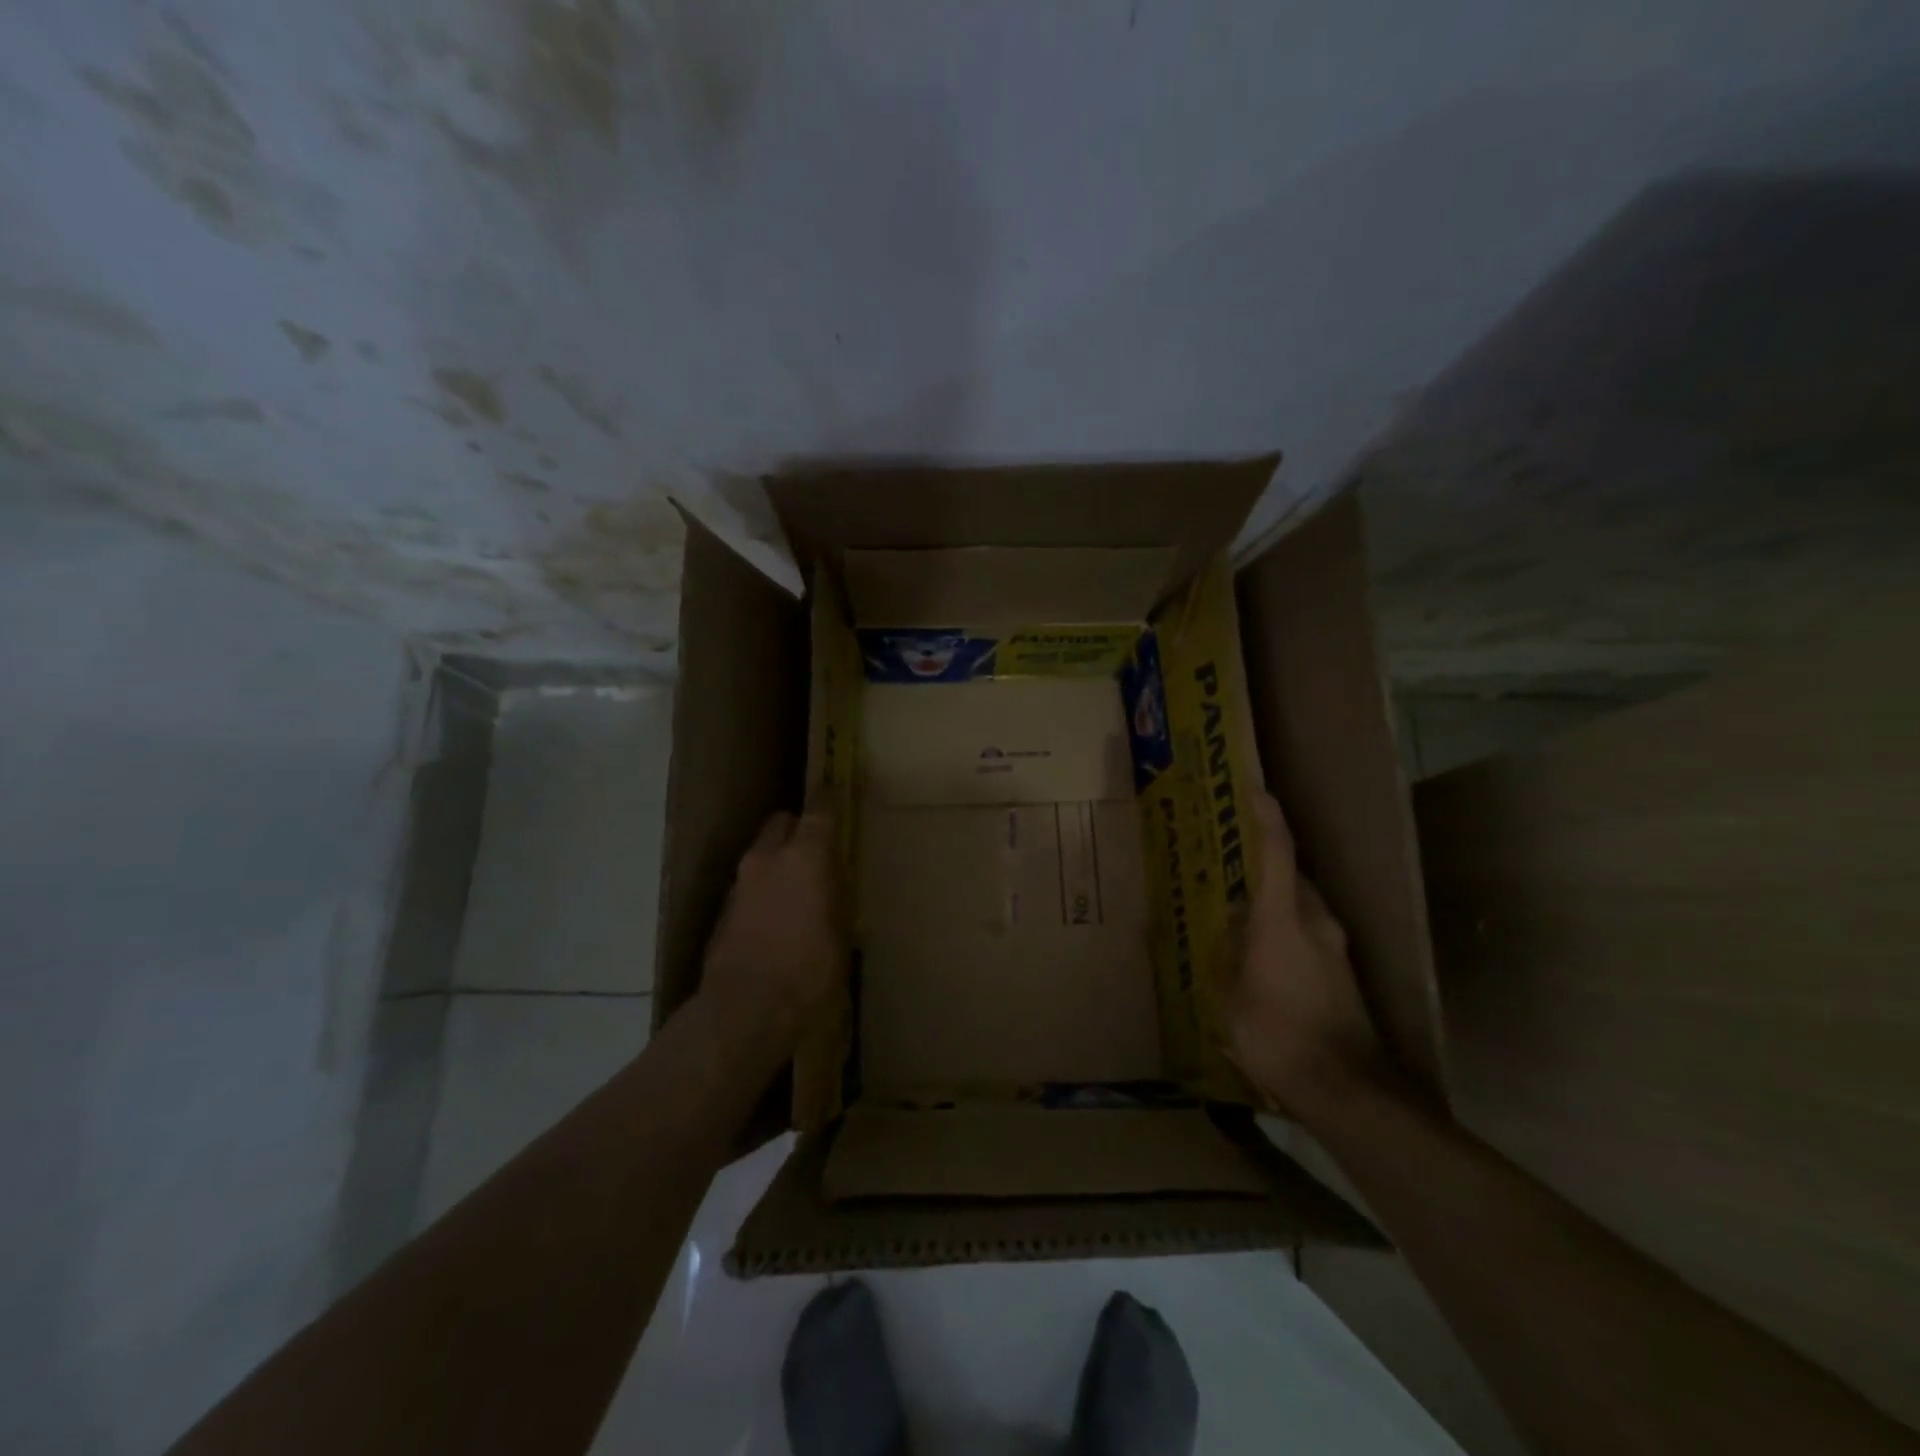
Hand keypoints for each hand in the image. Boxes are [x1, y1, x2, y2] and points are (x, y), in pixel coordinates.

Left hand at [698, 810, 845, 1063]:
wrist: (744, 1010)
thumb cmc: (808, 971)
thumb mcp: (841, 934)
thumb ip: (836, 896)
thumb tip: (834, 881)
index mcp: (805, 857)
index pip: (819, 811)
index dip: (829, 800)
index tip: (836, 793)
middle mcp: (768, 858)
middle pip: (782, 823)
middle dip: (798, 828)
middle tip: (817, 849)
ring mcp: (740, 883)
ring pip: (762, 854)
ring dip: (779, 861)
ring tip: (798, 888)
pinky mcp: (723, 910)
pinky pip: (750, 885)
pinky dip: (763, 890)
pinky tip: (776, 918)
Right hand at [1213, 791, 1386, 1123]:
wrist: (1346, 1089)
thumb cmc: (1275, 1033)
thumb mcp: (1231, 993)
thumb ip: (1230, 950)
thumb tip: (1233, 922)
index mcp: (1284, 918)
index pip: (1278, 851)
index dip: (1267, 815)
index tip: (1256, 788)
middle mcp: (1317, 922)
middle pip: (1291, 876)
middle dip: (1265, 861)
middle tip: (1232, 857)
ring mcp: (1335, 948)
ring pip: (1301, 905)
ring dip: (1274, 899)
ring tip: (1241, 909)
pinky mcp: (1343, 973)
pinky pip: (1309, 932)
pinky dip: (1286, 928)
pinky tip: (1263, 953)